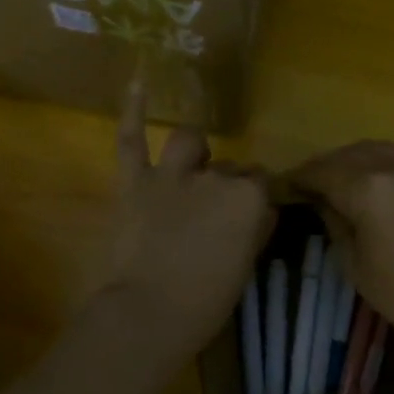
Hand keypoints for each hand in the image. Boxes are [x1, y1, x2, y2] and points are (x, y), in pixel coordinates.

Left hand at [97, 86, 272, 356]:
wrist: (149, 313)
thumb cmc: (207, 300)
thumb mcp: (246, 265)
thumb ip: (257, 229)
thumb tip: (262, 210)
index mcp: (247, 198)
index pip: (260, 183)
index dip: (255, 200)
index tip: (250, 218)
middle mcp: (214, 176)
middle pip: (230, 169)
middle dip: (228, 185)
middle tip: (218, 214)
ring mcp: (171, 175)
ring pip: (191, 142)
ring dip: (197, 150)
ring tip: (196, 161)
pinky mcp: (135, 182)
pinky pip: (132, 139)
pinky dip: (134, 110)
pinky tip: (140, 80)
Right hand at [290, 140, 393, 349]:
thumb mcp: (351, 261)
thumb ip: (334, 221)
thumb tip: (322, 201)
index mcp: (367, 188)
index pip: (324, 172)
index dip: (302, 177)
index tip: (290, 184)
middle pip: (353, 153)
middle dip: (330, 164)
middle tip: (317, 181)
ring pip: (386, 151)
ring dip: (362, 160)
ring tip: (351, 177)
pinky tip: (391, 190)